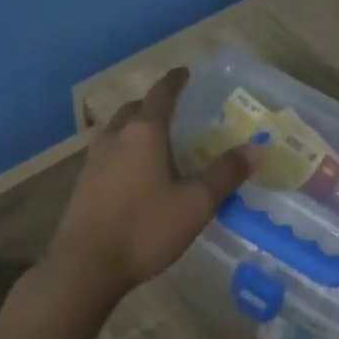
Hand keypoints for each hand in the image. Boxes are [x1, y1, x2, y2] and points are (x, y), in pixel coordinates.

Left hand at [47, 68, 256, 302]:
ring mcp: (93, 159)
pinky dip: (125, 150)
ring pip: (118, 130)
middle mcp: (115, 136)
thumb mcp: (196, 203)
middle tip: (176, 111)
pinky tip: (136, 173)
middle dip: (154, 104)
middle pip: (135, 109)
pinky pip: (108, 153)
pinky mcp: (83, 183)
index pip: (162, 94)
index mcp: (143, 132)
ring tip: (157, 141)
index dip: (176, 81)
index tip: (185, 72)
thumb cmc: (145, 228)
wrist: (86, 265)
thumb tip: (256, 148)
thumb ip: (225, 174)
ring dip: (136, 127)